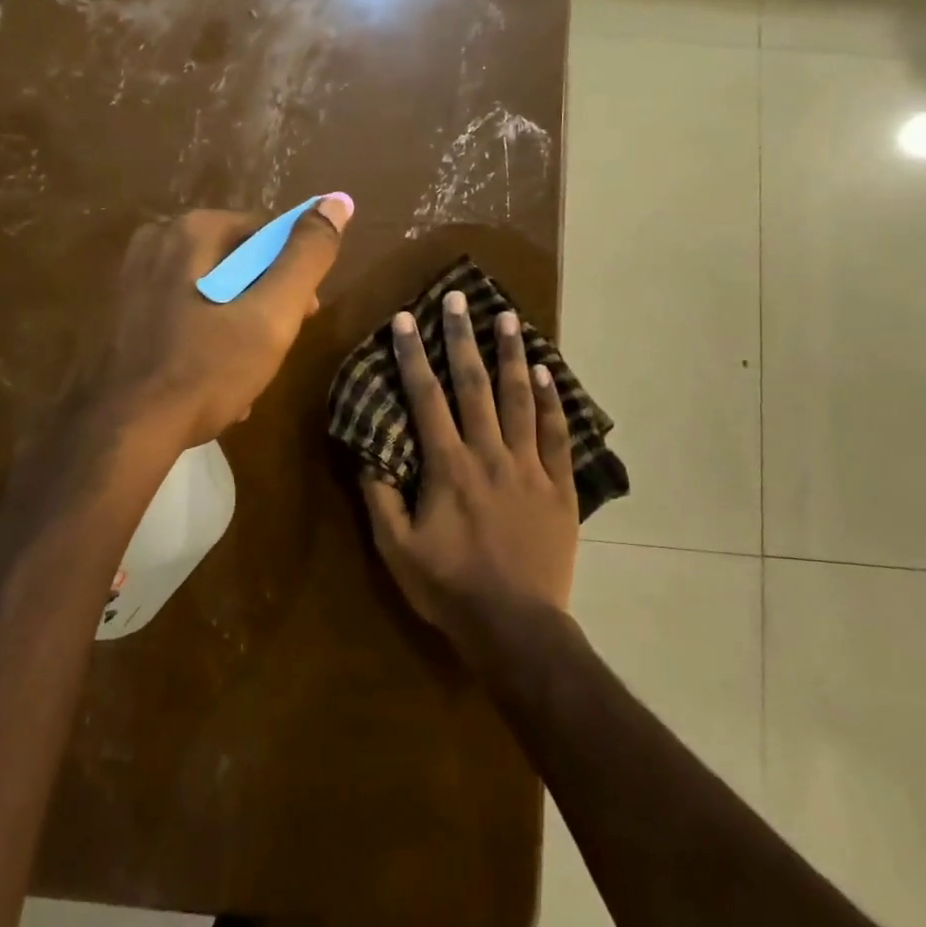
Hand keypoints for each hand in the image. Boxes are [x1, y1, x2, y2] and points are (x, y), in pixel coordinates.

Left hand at [94, 198, 352, 447]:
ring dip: (237, 327)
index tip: (304, 318)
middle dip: (264, 305)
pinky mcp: (121, 312)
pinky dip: (204, 339)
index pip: (267, 235)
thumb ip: (307, 256)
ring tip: (245, 374)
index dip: (294, 275)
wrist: (122, 432)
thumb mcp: (272, 314)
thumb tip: (338, 201)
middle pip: (238, 263)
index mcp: (192, 230)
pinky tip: (212, 381)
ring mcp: (132, 278)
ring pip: (211, 292)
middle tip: (274, 350)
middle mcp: (157, 241)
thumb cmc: (205, 369)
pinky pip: (182, 314)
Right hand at [360, 291, 578, 661]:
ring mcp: (529, 467)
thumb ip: (379, 495)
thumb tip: (366, 449)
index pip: (426, 398)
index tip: (406, 319)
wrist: (516, 628)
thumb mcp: (396, 548)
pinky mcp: (559, 486)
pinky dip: (552, 401)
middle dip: (463, 338)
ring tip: (508, 317)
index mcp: (448, 466)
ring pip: (520, 400)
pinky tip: (547, 372)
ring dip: (512, 355)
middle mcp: (489, 454)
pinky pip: (556, 434)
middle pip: (474, 385)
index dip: (413, 356)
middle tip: (459, 298)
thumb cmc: (449, 587)